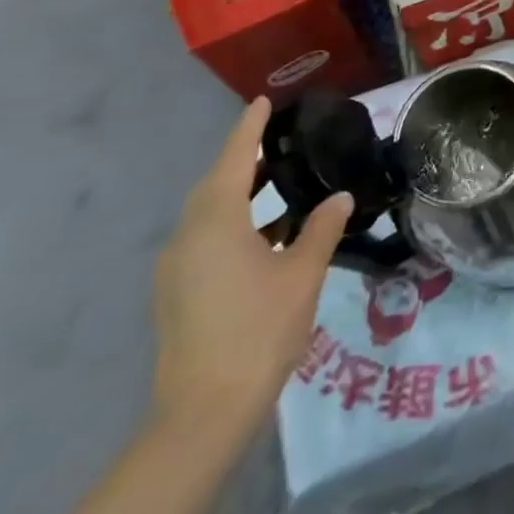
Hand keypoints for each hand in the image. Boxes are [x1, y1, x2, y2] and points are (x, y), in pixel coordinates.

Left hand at [151, 98, 352, 435]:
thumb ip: (321, 228)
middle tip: (280, 144)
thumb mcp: (303, 273)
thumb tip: (337, 197)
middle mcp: (187, 238)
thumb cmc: (259, 329)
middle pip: (215, 186)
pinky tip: (267, 237)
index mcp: (215, 224)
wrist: (205, 411)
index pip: (233, 160)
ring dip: (241, 196)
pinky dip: (234, 225)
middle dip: (244, 162)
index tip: (262, 102)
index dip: (249, 130)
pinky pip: (206, 240)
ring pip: (209, 215)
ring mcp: (176, 269)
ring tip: (281, 187)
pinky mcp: (177, 294)